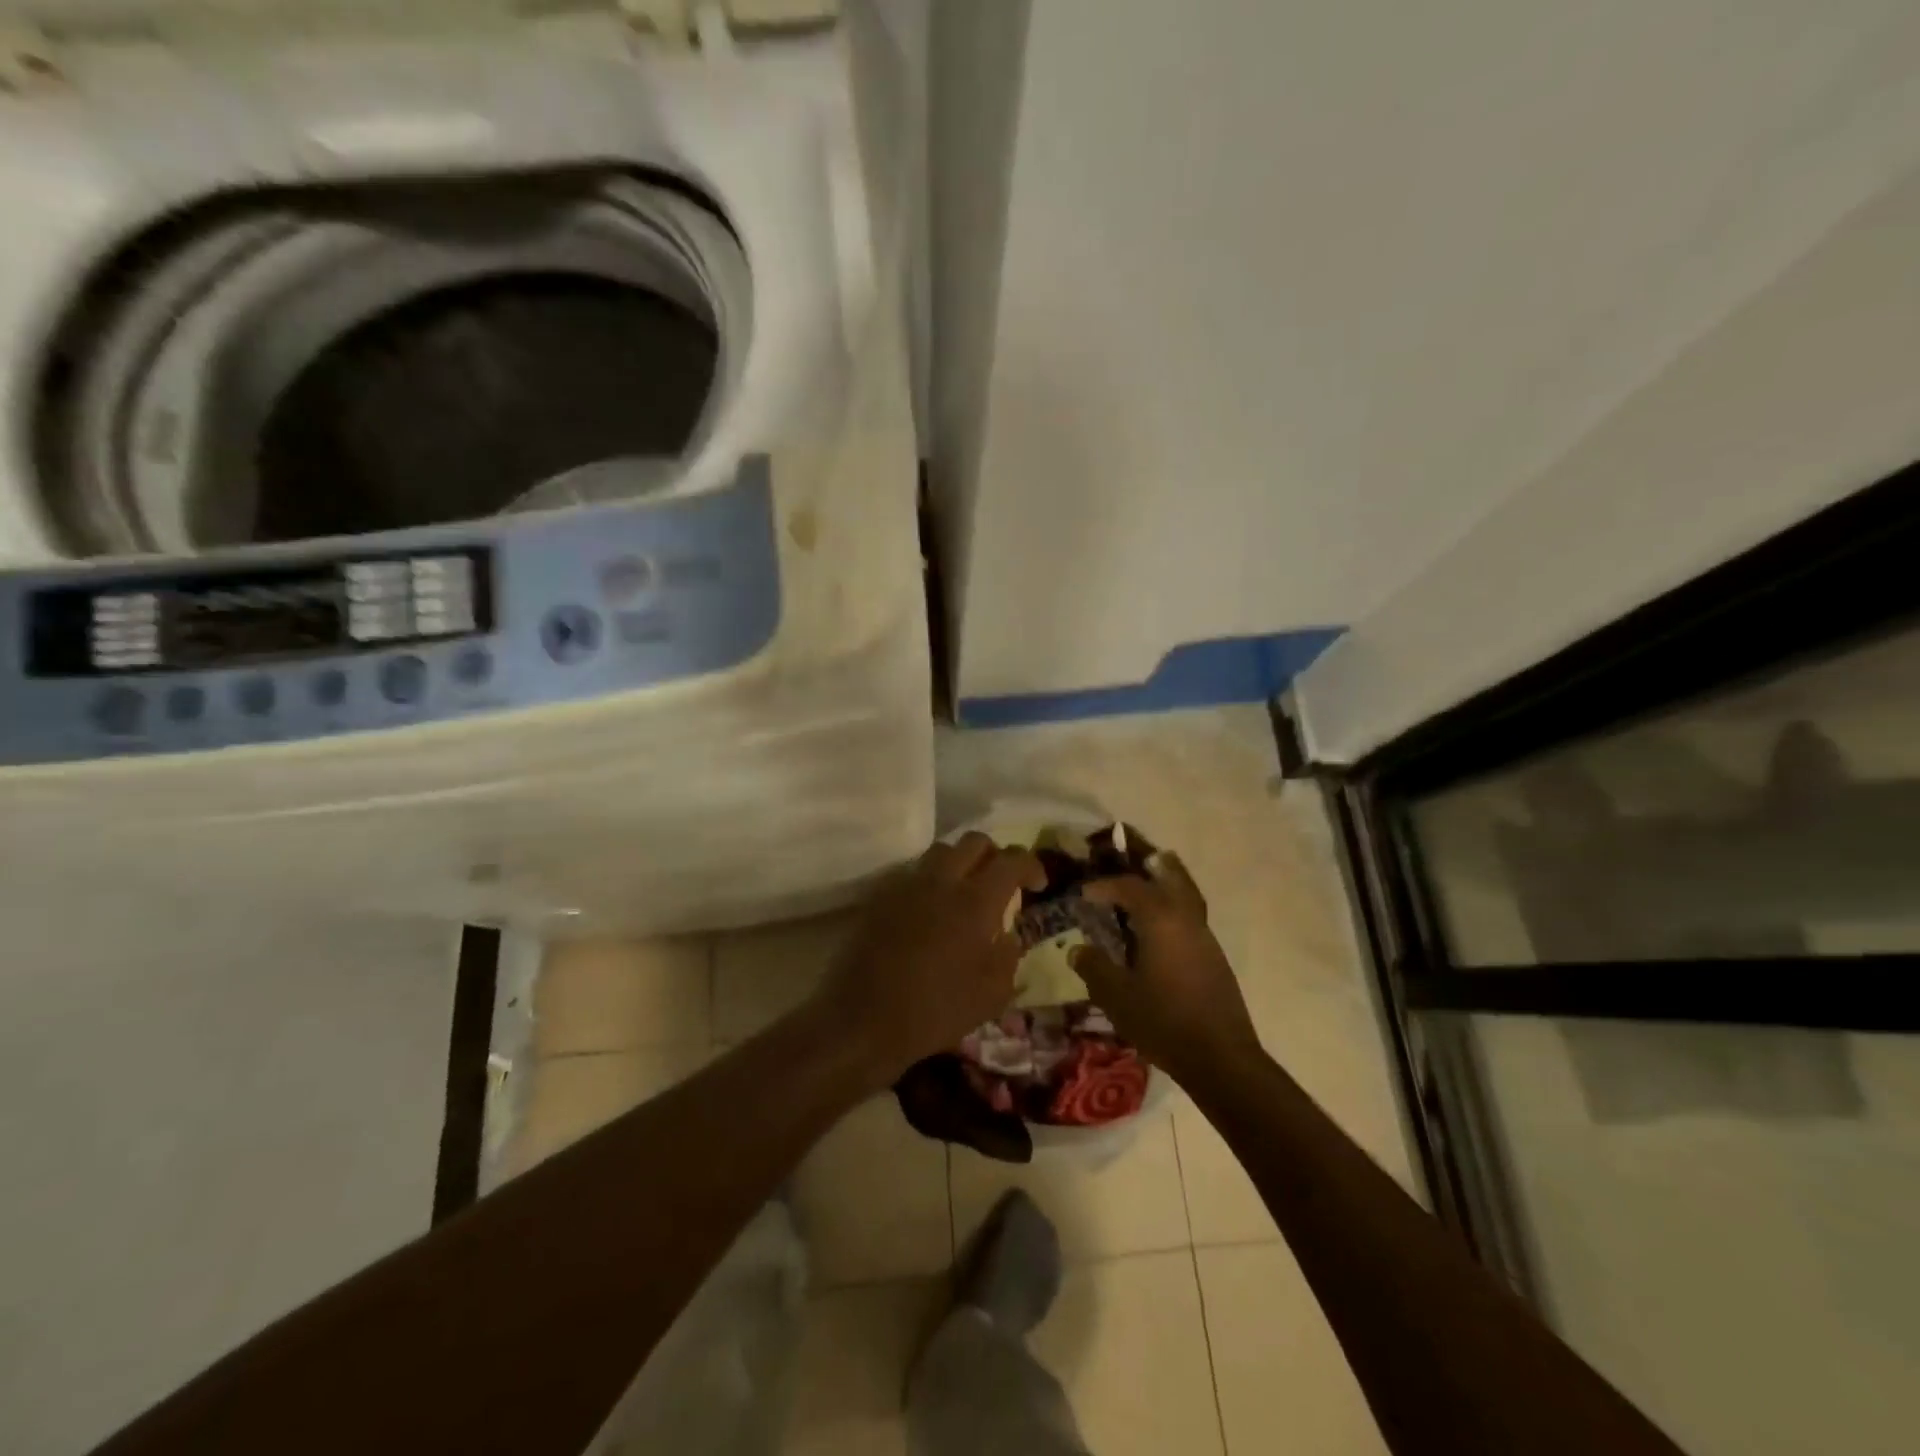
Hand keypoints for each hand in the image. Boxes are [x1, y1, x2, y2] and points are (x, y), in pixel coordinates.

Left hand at [814, 833, 1045, 1088]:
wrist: (864, 1020)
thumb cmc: (936, 1011)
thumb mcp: (992, 995)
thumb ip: (1008, 955)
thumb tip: (1009, 934)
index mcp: (975, 901)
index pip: (1012, 860)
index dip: (1031, 865)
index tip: (1038, 884)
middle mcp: (942, 881)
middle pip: (974, 842)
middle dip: (994, 855)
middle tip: (1000, 882)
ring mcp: (907, 885)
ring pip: (941, 852)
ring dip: (960, 863)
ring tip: (964, 892)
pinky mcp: (881, 897)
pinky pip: (913, 874)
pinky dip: (930, 882)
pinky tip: (930, 911)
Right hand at [1071, 851, 1261, 1086]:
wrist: (1221, 1058)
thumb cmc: (1163, 1021)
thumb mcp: (1116, 996)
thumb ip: (1094, 968)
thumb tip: (1078, 949)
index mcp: (1160, 919)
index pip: (1129, 887)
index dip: (1104, 886)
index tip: (1084, 894)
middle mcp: (1186, 918)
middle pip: (1171, 876)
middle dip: (1149, 866)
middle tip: (1130, 860)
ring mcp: (1205, 937)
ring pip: (1186, 895)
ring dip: (1166, 884)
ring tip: (1147, 886)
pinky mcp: (1214, 957)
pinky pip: (1191, 916)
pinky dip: (1174, 908)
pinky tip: (1160, 930)